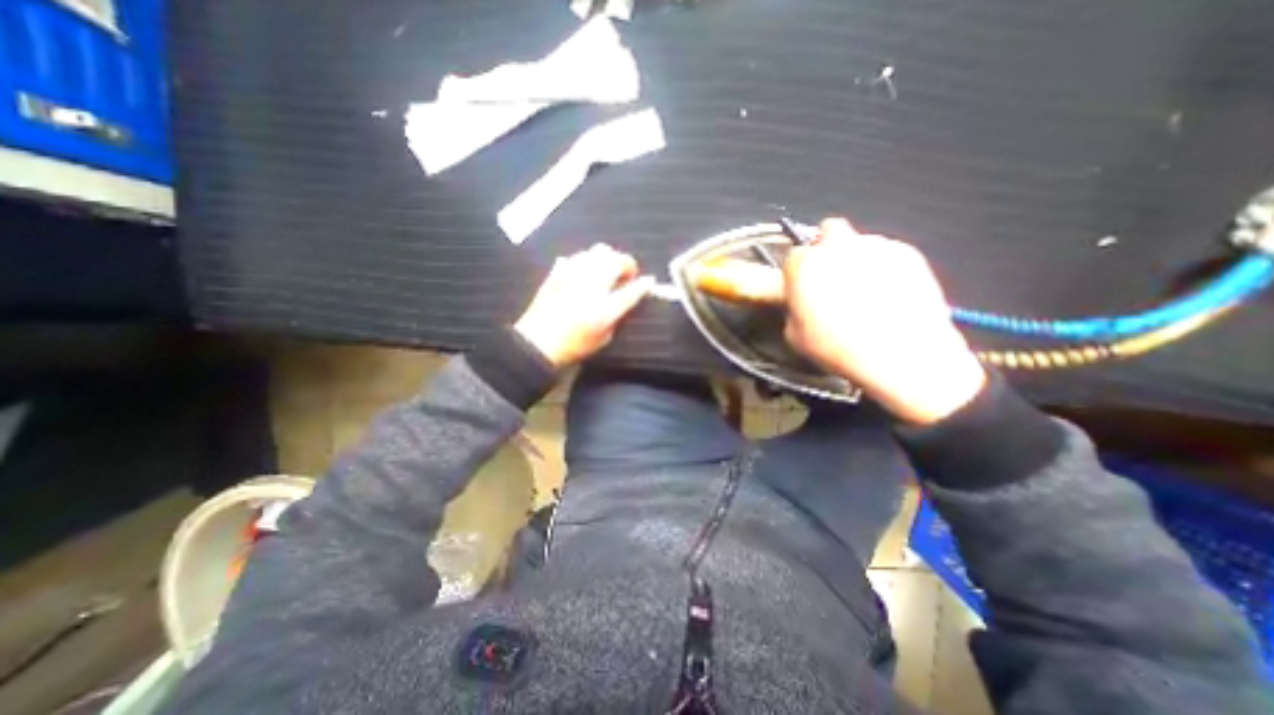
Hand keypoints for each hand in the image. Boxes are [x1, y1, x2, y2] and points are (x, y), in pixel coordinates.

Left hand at [510, 244, 650, 369]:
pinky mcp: (558, 272)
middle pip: (616, 261)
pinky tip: (585, 272)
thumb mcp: (603, 338)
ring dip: (608, 259)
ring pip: (597, 251)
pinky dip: (586, 261)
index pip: (632, 290)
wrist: (537, 342)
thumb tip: (623, 296)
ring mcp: (573, 276)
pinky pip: (577, 257)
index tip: (649, 281)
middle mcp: (591, 287)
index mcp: (604, 309)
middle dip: (627, 264)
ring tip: (606, 271)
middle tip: (625, 275)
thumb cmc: (573, 346)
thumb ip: (617, 315)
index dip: (644, 284)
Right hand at [788, 219, 981, 424]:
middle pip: (828, 230)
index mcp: (804, 265)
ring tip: (865, 292)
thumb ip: (794, 308)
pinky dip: (884, 267)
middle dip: (827, 247)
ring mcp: (875, 245)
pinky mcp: (908, 252)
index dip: (798, 273)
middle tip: (832, 276)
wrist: (900, 353)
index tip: (803, 289)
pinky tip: (888, 294)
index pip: (794, 257)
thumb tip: (802, 304)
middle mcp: (837, 246)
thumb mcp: (795, 336)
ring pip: (860, 242)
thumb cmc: (837, 346)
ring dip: (856, 259)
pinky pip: (888, 253)